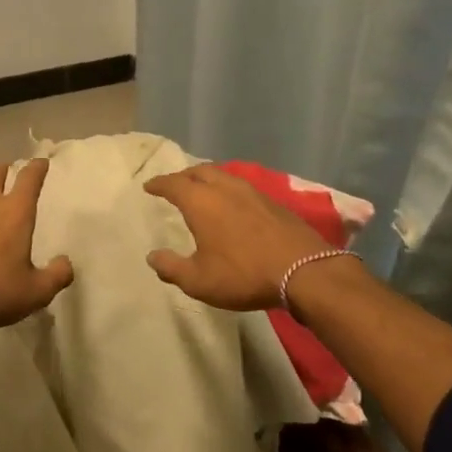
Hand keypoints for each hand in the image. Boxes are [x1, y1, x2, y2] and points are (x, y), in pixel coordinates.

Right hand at [143, 165, 333, 311]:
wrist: (303, 271)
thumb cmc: (243, 274)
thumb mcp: (199, 280)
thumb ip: (172, 268)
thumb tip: (152, 257)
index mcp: (201, 202)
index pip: (173, 184)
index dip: (159, 184)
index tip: (149, 186)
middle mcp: (224, 188)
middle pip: (199, 171)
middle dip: (184, 176)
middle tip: (175, 185)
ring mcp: (252, 192)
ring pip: (223, 176)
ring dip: (208, 179)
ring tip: (202, 191)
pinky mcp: (272, 202)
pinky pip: (241, 187)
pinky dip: (228, 190)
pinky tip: (232, 205)